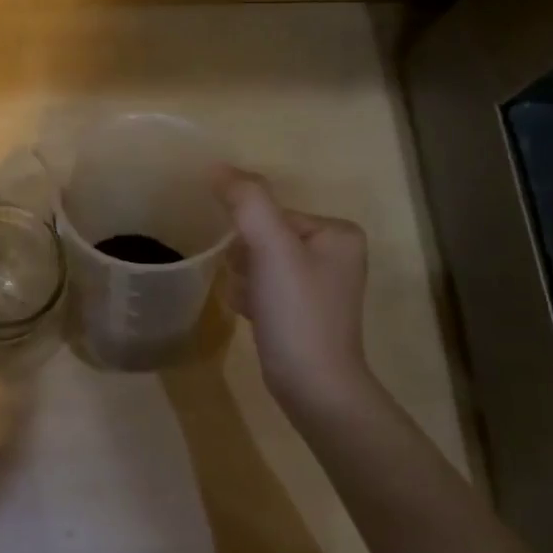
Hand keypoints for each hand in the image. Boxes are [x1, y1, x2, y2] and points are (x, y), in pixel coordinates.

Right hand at [213, 166, 378, 419]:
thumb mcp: (271, 248)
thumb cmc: (297, 312)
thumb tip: (215, 167)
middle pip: (265, 236)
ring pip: (260, 262)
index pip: (273, 213)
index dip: (249, 235)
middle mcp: (335, 254)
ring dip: (244, 278)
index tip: (249, 264)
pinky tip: (250, 314)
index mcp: (337, 232)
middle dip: (246, 258)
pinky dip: (250, 296)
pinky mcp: (304, 311)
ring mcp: (320, 285)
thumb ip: (246, 201)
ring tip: (251, 302)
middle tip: (252, 286)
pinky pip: (264, 286)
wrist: (313, 386)